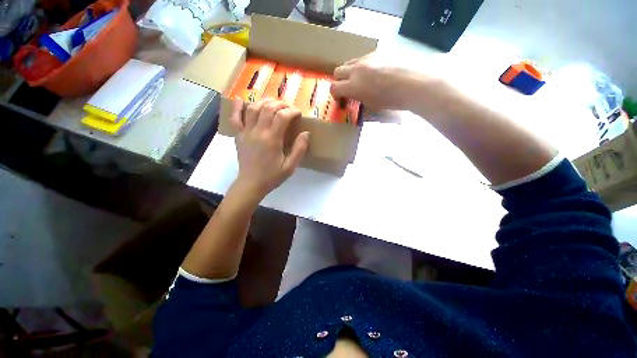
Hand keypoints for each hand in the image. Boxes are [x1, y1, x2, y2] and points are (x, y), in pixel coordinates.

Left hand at [230, 98, 309, 198]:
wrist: (251, 184)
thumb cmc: (272, 176)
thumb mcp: (290, 166)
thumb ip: (299, 149)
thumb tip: (306, 133)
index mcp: (272, 139)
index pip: (282, 116)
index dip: (292, 111)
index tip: (298, 114)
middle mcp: (258, 132)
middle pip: (268, 108)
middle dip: (281, 104)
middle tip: (288, 108)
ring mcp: (246, 132)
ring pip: (253, 108)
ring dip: (264, 102)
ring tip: (273, 103)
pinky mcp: (239, 135)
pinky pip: (235, 118)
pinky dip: (236, 107)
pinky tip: (240, 100)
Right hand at [330, 54, 423, 110]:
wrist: (412, 85)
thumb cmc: (391, 101)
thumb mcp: (370, 105)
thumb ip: (357, 99)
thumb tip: (354, 98)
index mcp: (353, 86)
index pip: (334, 88)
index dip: (335, 94)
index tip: (340, 99)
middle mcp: (356, 69)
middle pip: (338, 71)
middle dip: (339, 80)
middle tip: (347, 88)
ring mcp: (367, 59)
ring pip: (350, 62)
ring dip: (350, 72)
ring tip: (361, 80)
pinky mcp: (378, 52)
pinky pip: (364, 59)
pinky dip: (363, 67)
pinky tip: (375, 73)